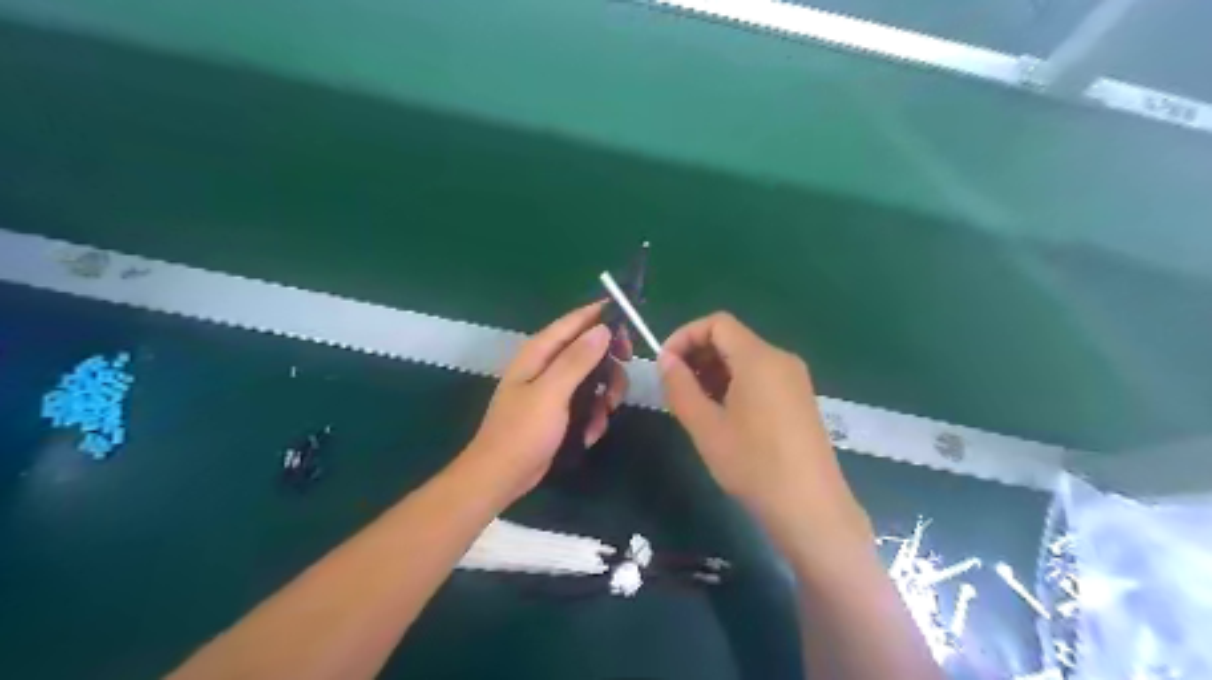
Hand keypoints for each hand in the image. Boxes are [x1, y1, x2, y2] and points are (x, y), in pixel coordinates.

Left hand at [462, 304, 633, 504]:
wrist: (502, 476)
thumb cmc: (522, 432)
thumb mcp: (551, 393)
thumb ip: (576, 359)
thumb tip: (603, 329)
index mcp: (539, 353)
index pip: (574, 321)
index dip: (601, 316)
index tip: (630, 321)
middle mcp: (547, 365)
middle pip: (589, 350)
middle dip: (609, 366)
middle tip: (620, 383)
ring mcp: (554, 388)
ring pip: (593, 378)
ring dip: (604, 396)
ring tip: (603, 415)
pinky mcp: (560, 410)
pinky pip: (588, 402)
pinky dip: (594, 416)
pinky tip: (590, 433)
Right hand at [653, 312, 872, 545]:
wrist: (810, 509)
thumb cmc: (753, 465)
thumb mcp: (706, 426)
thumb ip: (680, 386)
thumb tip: (665, 359)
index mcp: (759, 358)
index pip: (717, 323)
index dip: (685, 336)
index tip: (664, 364)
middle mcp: (781, 359)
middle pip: (732, 339)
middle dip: (698, 355)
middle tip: (675, 387)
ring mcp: (794, 379)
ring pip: (745, 359)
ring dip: (714, 371)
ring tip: (694, 404)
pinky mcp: (799, 399)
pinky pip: (761, 377)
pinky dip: (735, 384)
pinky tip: (722, 415)